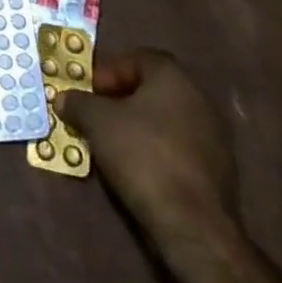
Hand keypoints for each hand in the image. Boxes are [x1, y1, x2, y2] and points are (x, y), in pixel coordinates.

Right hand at [55, 48, 236, 239]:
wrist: (192, 223)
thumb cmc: (142, 154)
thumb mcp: (96, 121)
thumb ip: (78, 103)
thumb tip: (64, 98)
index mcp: (174, 78)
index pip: (138, 58)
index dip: (109, 71)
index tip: (89, 91)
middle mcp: (199, 99)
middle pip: (151, 89)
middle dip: (119, 100)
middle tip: (94, 116)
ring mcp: (213, 137)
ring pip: (164, 120)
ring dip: (136, 127)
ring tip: (109, 145)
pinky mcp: (217, 171)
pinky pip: (177, 148)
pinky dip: (154, 151)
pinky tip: (135, 169)